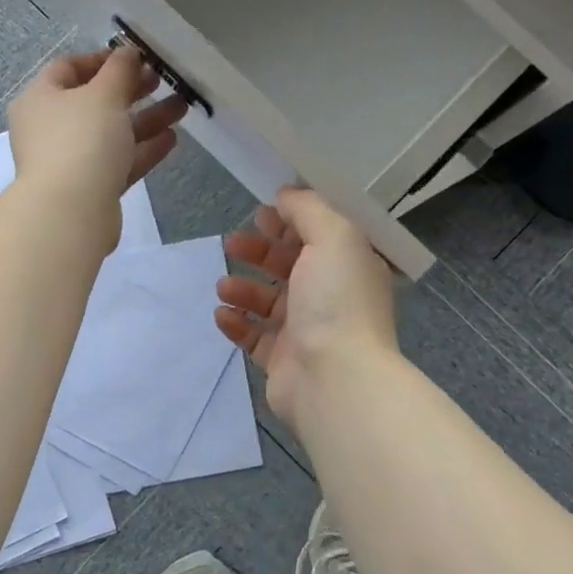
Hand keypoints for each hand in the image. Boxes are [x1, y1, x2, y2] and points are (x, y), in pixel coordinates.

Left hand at [8, 47, 185, 240]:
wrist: (71, 212)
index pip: (69, 68)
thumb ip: (120, 70)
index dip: (103, 58)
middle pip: (94, 101)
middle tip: (163, 79)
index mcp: (41, 99)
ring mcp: (70, 161)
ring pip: (111, 133)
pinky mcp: (91, 188)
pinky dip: (143, 149)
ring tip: (181, 107)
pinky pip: (119, 161)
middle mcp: (50, 128)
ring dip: (145, 119)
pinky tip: (172, 139)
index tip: (136, 57)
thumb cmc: (81, 140)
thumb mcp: (104, 94)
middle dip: (131, 89)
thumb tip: (128, 53)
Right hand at [214, 187, 397, 425]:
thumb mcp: (333, 236)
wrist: (334, 378)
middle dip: (260, 251)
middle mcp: (331, 296)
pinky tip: (222, 313)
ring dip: (243, 287)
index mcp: (350, 266)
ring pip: (268, 301)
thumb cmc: (337, 300)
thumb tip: (286, 195)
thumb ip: (308, 208)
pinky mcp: (283, 360)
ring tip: (223, 285)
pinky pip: (254, 336)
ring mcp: (307, 331)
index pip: (320, 235)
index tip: (262, 213)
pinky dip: (236, 323)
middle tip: (232, 242)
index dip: (291, 220)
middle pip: (290, 265)